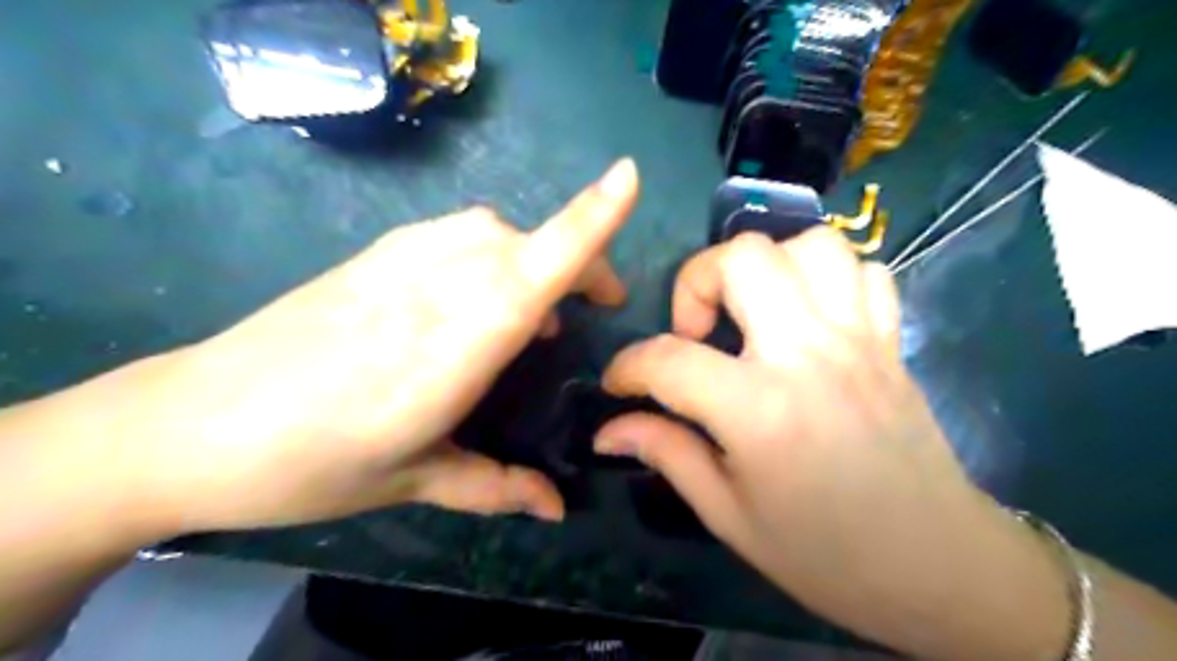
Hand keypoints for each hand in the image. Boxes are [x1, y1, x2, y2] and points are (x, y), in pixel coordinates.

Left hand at [86, 157, 635, 537]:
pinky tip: (474, 297)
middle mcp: (434, 287)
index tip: (630, 178)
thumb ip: (497, 487)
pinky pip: (457, 233)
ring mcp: (399, 260)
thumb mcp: (414, 482)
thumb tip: (558, 508)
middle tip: (593, 309)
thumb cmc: (311, 465)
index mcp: (454, 347)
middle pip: (527, 243)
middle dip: (580, 262)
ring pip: (493, 230)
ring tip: (534, 312)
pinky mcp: (374, 253)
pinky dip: (491, 252)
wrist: (192, 425)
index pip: (537, 267)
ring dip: (532, 257)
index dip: (589, 221)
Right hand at [598, 229, 1067, 660]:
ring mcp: (858, 338)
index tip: (619, 383)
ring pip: (810, 244)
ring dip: (767, 266)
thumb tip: (607, 430)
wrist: (938, 569)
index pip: (667, 358)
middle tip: (697, 333)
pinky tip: (810, 318)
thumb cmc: (823, 553)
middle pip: (742, 257)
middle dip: (697, 280)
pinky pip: (863, 270)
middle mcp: (808, 353)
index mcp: (759, 409)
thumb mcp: (728, 515)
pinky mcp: (891, 340)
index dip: (627, 366)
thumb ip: (666, 454)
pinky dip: (828, 279)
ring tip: (753, 312)